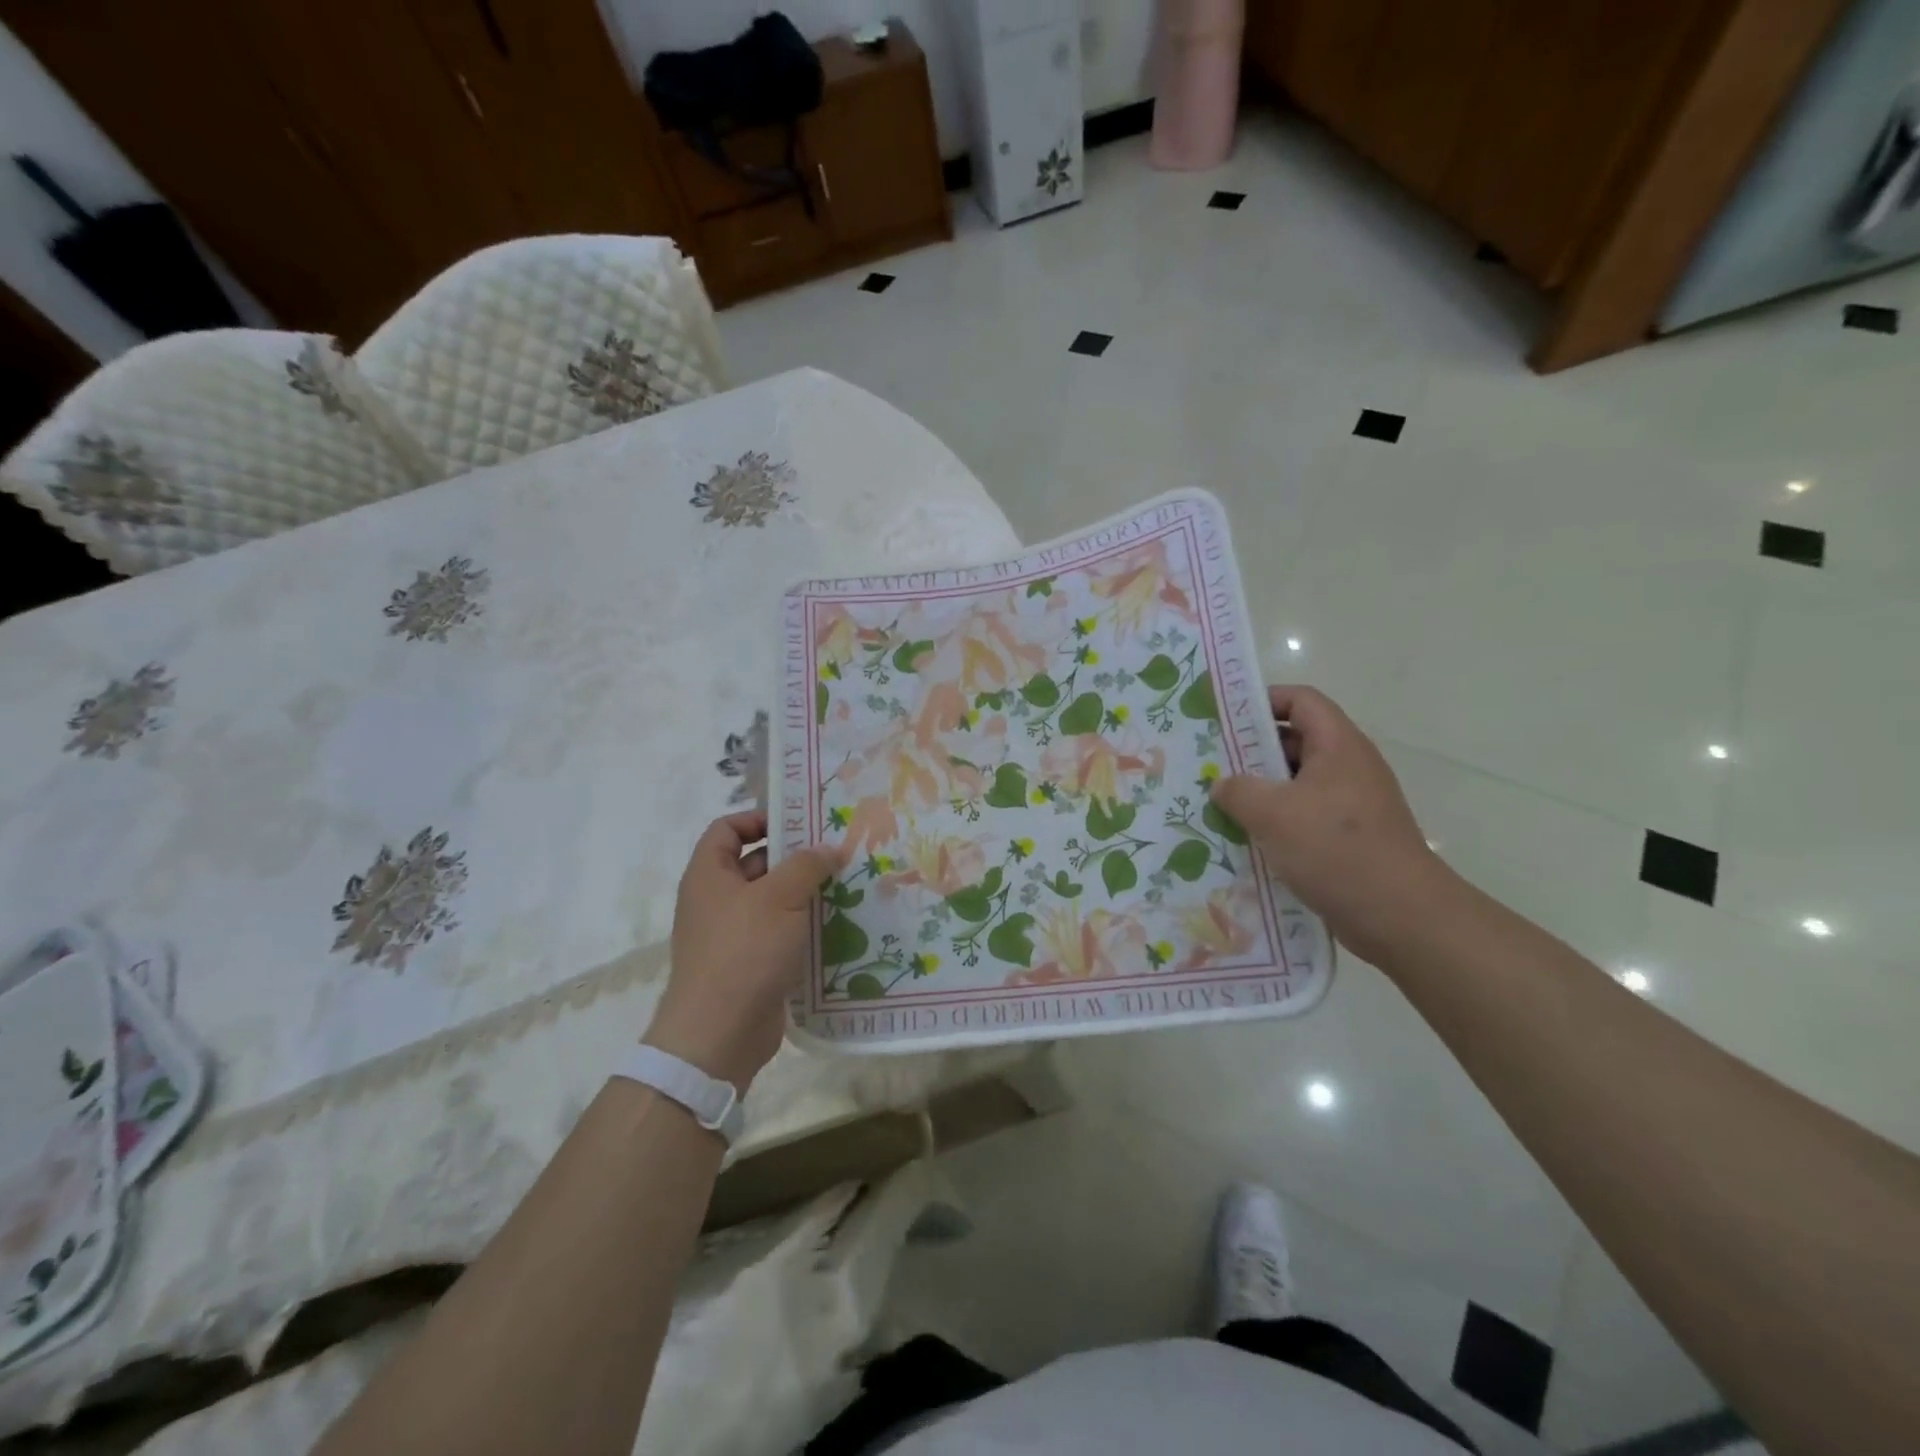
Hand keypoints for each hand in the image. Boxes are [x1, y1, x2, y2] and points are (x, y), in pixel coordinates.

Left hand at [646, 811, 845, 1091]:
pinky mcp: (750, 964)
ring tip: (847, 885)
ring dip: (805, 893)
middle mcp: (716, 900)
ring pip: (772, 901)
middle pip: (755, 863)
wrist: (720, 1033)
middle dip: (794, 857)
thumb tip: (829, 848)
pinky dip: (803, 927)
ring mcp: (732, 934)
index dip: (759, 818)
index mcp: (709, 874)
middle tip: (837, 852)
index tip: (799, 823)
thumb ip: (807, 865)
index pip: (727, 828)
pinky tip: (838, 925)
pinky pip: (779, 933)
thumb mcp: (780, 897)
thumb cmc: (744, 950)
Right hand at [1210, 686, 1449, 964]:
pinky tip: (1245, 838)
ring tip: (1219, 802)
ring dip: (1260, 790)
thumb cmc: (1335, 849)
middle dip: (1252, 749)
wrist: (1400, 916)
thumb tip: (1222, 784)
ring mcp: (1351, 804)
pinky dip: (1276, 820)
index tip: (1225, 718)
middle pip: (1296, 740)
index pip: (1301, 700)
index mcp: (1339, 746)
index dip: (1263, 700)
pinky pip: (1305, 815)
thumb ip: (1238, 790)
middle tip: (1211, 763)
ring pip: (1297, 782)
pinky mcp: (1349, 837)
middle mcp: (1349, 767)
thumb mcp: (1273, 813)